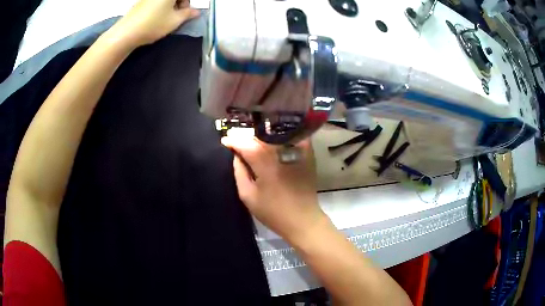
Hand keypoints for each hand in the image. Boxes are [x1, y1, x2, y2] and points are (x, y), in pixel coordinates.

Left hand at [111, 0, 199, 46]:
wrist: (126, 33)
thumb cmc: (153, 25)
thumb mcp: (175, 21)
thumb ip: (188, 14)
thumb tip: (195, 12)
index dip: (188, 4)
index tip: (187, 12)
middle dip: (181, 3)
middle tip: (177, 16)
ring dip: (171, 5)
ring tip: (166, 18)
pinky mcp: (141, 1)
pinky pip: (156, 1)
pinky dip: (161, 6)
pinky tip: (156, 17)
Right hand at [221, 134, 327, 242]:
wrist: (303, 219)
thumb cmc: (273, 211)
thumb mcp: (248, 195)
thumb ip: (239, 171)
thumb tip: (236, 155)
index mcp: (266, 163)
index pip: (246, 143)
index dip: (233, 140)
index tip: (225, 141)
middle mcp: (282, 151)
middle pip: (261, 134)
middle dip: (247, 136)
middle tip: (237, 141)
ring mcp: (297, 150)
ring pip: (276, 133)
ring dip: (262, 135)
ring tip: (252, 141)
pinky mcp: (308, 154)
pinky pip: (292, 136)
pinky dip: (281, 135)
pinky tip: (273, 140)